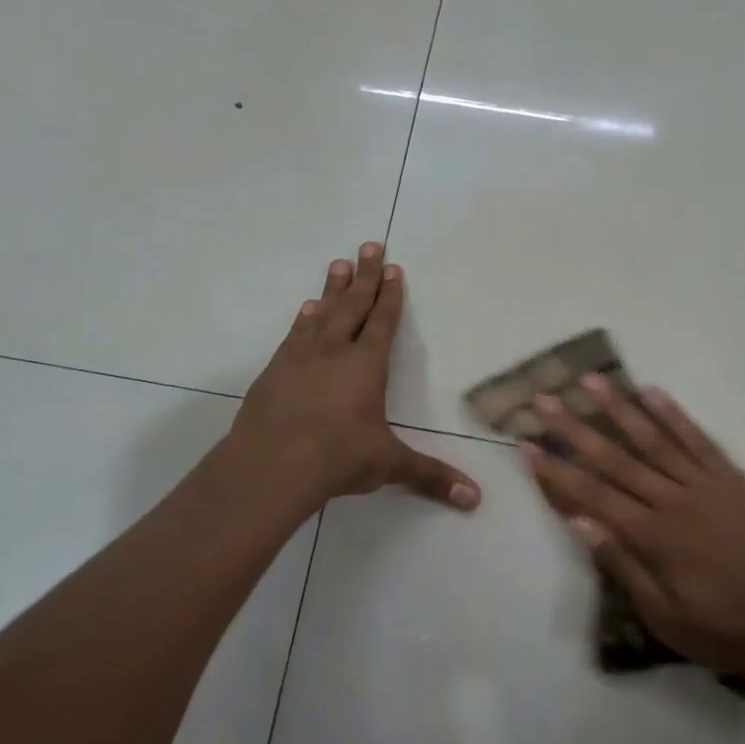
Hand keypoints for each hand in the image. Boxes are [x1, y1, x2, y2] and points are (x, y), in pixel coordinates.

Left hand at [231, 241, 480, 511]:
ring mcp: (300, 357)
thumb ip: (430, 477)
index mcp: (366, 366)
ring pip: (321, 313)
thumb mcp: (387, 465)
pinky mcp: (274, 371)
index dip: (390, 295)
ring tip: (338, 264)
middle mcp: (334, 351)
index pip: (382, 322)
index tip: (393, 267)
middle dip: (364, 275)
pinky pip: (294, 334)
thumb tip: (474, 499)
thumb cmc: (336, 459)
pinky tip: (306, 311)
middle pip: (352, 304)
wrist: (270, 467)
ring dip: (332, 289)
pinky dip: (303, 319)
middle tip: (369, 244)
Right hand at [522, 376, 744, 690]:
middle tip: (545, 400)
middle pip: (614, 457)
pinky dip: (674, 415)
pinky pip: (699, 440)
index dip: (555, 469)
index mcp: (652, 536)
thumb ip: (623, 566)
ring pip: (653, 438)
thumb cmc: (725, 629)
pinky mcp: (733, 478)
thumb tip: (580, 523)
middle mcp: (672, 500)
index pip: (591, 494)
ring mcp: (705, 484)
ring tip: (591, 381)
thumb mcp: (665, 616)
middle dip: (574, 428)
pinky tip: (652, 393)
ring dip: (619, 408)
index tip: (526, 445)